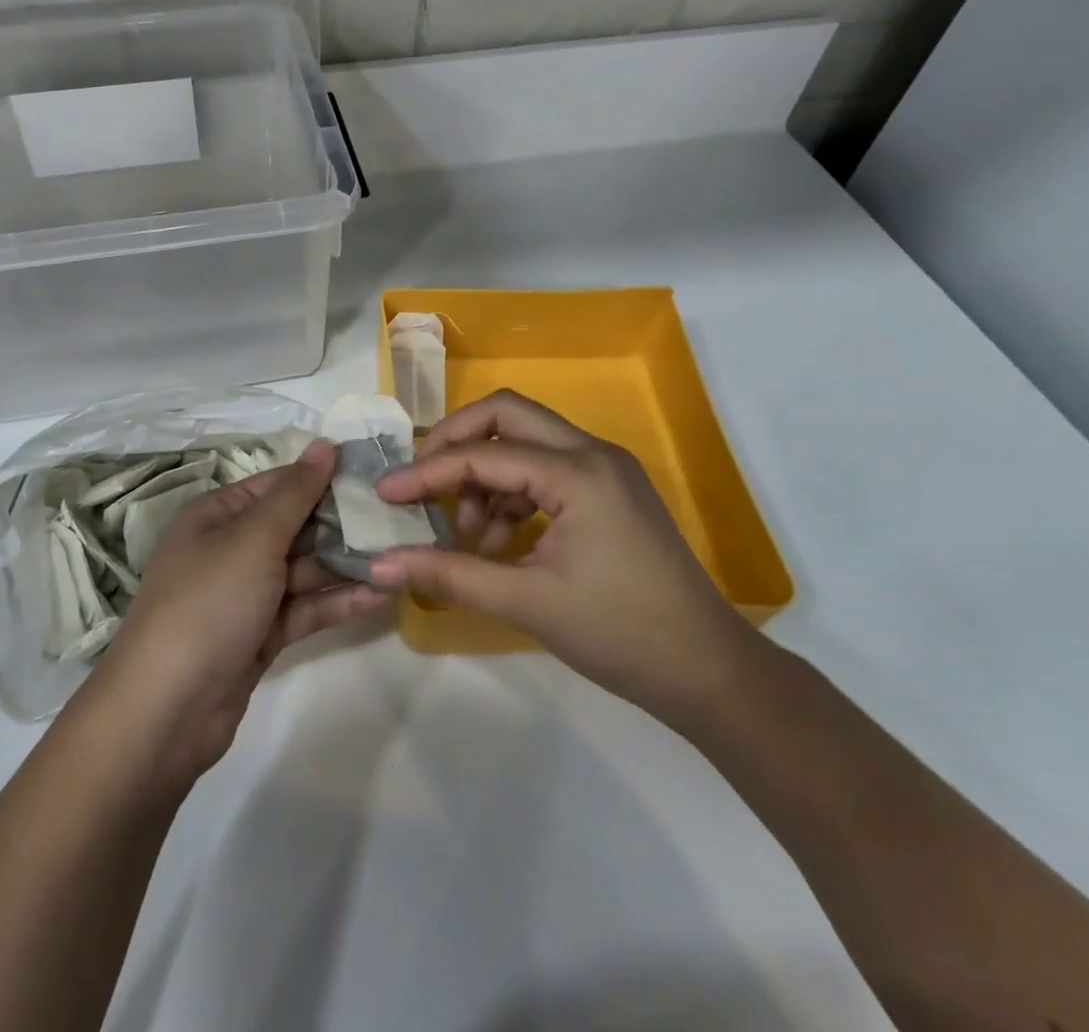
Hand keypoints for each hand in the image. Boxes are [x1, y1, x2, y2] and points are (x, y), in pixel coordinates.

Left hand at [90, 440, 385, 781]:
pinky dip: (336, 601)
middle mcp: (230, 547)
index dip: (324, 478)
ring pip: (303, 569)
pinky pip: (303, 608)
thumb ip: (296, 494)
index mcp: (217, 514)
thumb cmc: (208, 603)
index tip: (376, 476)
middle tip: (400, 519)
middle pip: (294, 526)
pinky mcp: (260, 635)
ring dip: (346, 565)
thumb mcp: (253, 539)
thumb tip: (325, 444)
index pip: (279, 485)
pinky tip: (380, 594)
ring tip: (400, 555)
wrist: (166, 711)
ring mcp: (245, 594)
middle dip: (341, 525)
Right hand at [371, 391, 761, 728]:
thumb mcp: (527, 601)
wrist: (709, 673)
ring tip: (471, 535)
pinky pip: (545, 469)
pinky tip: (501, 542)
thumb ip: (449, 574)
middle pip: (506, 415)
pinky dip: (513, 494)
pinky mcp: (609, 491)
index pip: (484, 456)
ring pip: (526, 442)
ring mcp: (605, 469)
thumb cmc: (621, 635)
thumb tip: (379, 566)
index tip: (386, 494)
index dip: (427, 472)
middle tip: (422, 482)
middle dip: (456, 442)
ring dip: (487, 475)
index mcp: (578, 472)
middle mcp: (593, 453)